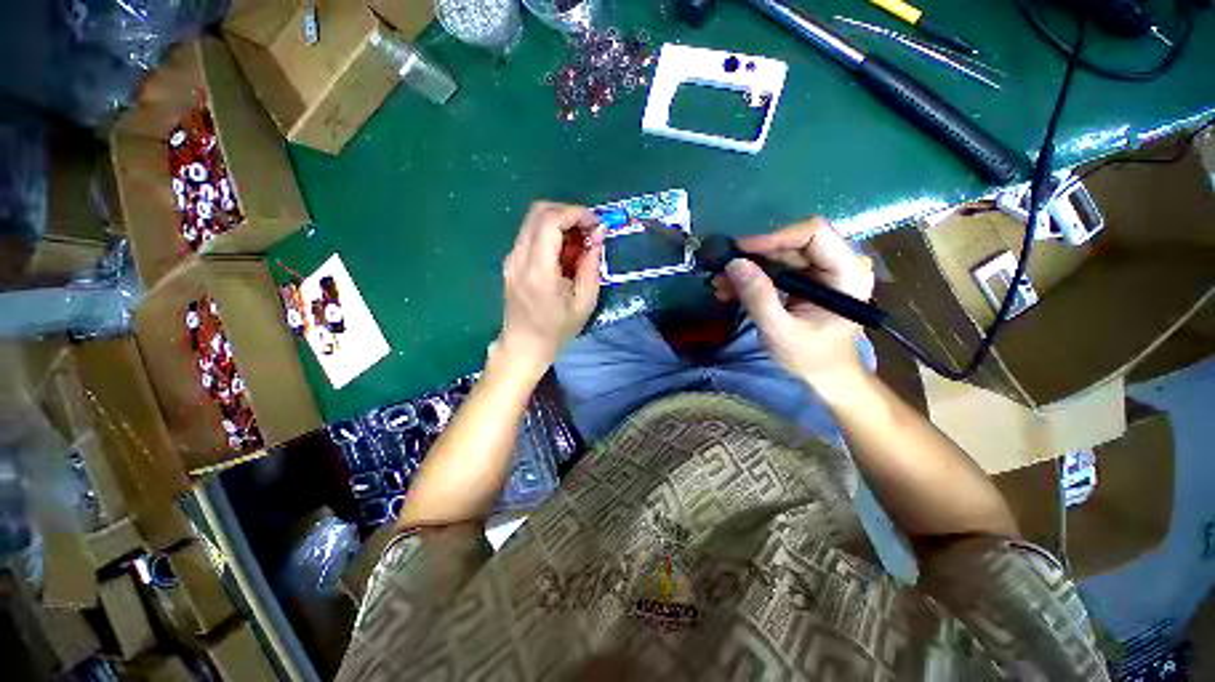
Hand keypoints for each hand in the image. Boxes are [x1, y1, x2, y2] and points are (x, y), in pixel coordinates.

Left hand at [496, 201, 603, 380]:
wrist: (523, 347)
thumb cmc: (557, 330)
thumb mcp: (585, 302)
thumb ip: (591, 265)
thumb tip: (598, 235)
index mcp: (539, 270)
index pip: (551, 220)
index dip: (576, 213)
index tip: (595, 224)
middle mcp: (519, 258)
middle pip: (539, 212)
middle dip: (568, 213)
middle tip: (588, 230)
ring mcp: (511, 259)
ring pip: (533, 220)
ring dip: (559, 222)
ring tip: (578, 242)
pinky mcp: (510, 262)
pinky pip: (529, 234)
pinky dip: (549, 233)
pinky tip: (563, 252)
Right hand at [713, 217, 874, 388]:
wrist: (825, 375)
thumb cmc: (811, 357)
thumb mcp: (780, 331)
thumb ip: (759, 297)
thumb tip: (734, 263)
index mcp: (847, 273)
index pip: (814, 234)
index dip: (775, 237)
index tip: (740, 251)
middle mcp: (838, 263)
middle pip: (792, 243)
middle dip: (754, 256)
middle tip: (722, 269)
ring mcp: (821, 270)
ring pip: (779, 255)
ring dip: (748, 267)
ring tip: (720, 283)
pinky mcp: (805, 279)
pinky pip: (775, 268)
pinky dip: (752, 277)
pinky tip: (729, 289)